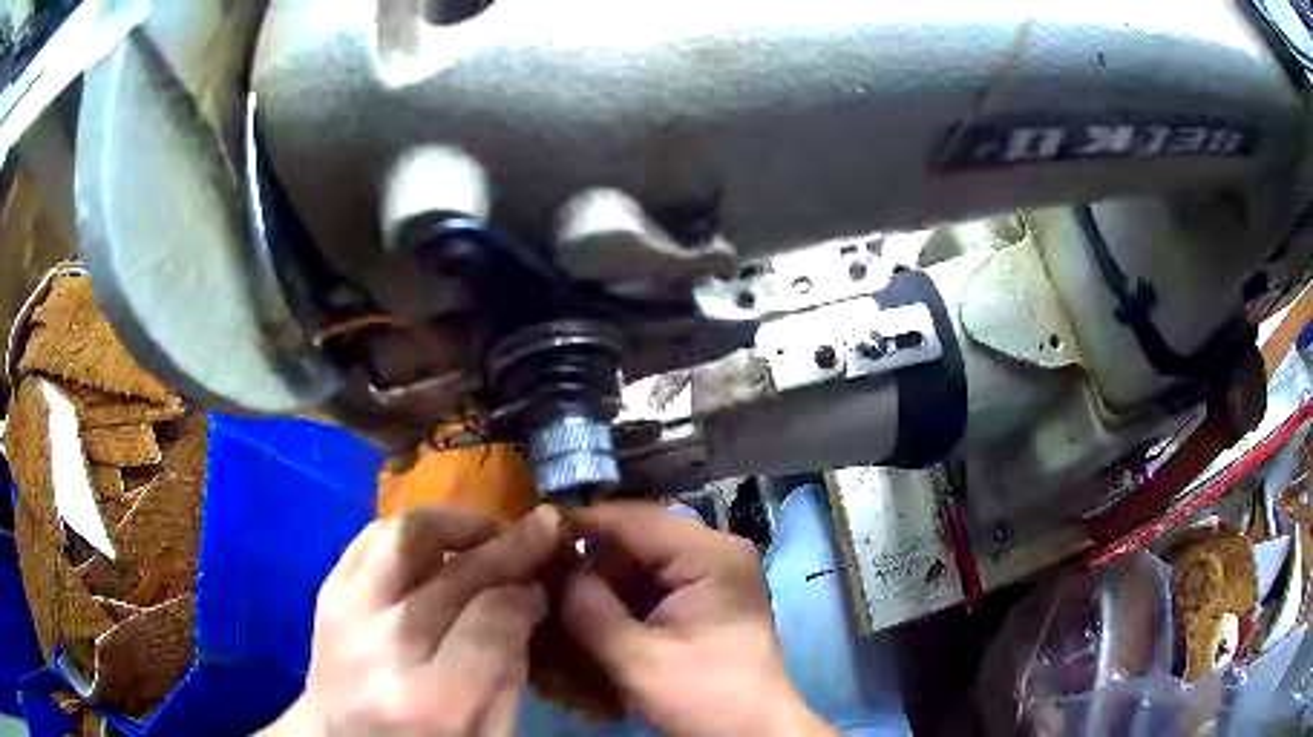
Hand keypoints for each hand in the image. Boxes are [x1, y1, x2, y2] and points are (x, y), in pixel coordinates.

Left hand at [261, 505, 562, 736]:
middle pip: (455, 575)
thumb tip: (527, 602)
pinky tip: (438, 543)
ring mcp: (345, 612)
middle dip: (509, 546)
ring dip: (456, 523)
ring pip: (406, 536)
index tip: (544, 588)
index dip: (527, 596)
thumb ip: (510, 672)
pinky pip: (372, 536)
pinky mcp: (326, 592)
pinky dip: (412, 530)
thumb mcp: (486, 736)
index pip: (493, 621)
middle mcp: (383, 646)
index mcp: (430, 699)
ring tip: (487, 530)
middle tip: (542, 528)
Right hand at [560, 503, 831, 736]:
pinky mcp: (707, 599)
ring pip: (641, 565)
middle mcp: (716, 552)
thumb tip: (553, 571)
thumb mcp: (638, 659)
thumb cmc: (706, 697)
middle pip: (637, 541)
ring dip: (605, 588)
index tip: (531, 535)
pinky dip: (625, 603)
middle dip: (592, 566)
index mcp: (711, 554)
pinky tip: (600, 626)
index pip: (634, 519)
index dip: (581, 523)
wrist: (756, 734)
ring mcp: (714, 575)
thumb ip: (589, 610)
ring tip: (568, 612)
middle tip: (547, 587)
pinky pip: (655, 586)